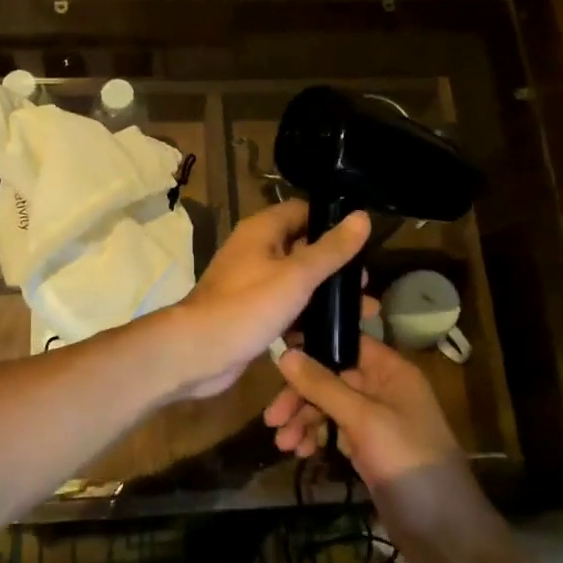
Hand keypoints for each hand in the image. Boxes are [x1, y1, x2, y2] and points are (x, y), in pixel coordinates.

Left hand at [162, 200, 369, 400]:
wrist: (197, 351)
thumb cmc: (248, 306)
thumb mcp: (297, 275)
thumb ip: (331, 249)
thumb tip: (363, 216)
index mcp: (262, 230)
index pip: (303, 211)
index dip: (332, 222)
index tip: (363, 242)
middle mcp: (256, 249)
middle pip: (303, 247)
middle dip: (335, 266)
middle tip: (365, 286)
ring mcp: (252, 282)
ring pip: (297, 280)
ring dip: (325, 295)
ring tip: (362, 313)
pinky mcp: (251, 311)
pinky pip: (286, 306)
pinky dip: (306, 316)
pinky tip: (332, 334)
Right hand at [264, 335, 461, 485]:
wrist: (444, 531)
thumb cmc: (408, 461)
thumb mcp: (363, 419)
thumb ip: (323, 385)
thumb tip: (285, 353)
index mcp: (390, 370)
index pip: (345, 343)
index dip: (312, 347)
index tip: (277, 359)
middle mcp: (383, 388)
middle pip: (331, 377)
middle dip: (301, 396)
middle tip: (273, 419)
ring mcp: (376, 419)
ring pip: (329, 406)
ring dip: (304, 420)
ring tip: (283, 445)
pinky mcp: (369, 448)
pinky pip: (335, 430)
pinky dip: (317, 437)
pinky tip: (301, 452)